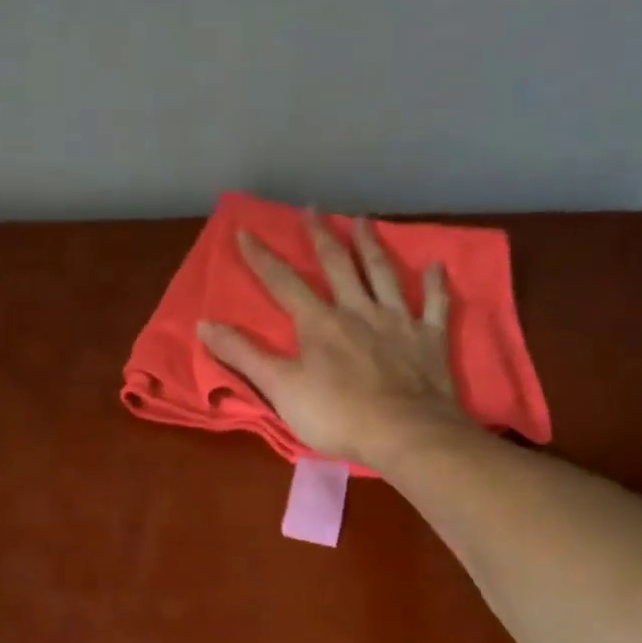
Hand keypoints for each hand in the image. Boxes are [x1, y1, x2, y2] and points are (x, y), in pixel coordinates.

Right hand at [197, 211, 471, 465]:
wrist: (404, 433)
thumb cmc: (336, 415)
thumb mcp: (279, 388)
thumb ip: (244, 355)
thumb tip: (204, 325)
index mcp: (320, 323)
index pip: (284, 283)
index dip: (262, 258)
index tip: (246, 231)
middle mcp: (359, 311)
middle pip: (338, 266)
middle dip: (321, 237)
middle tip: (313, 209)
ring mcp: (398, 321)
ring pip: (383, 274)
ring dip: (372, 246)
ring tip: (364, 221)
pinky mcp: (430, 339)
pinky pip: (435, 304)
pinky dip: (437, 283)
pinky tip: (438, 264)